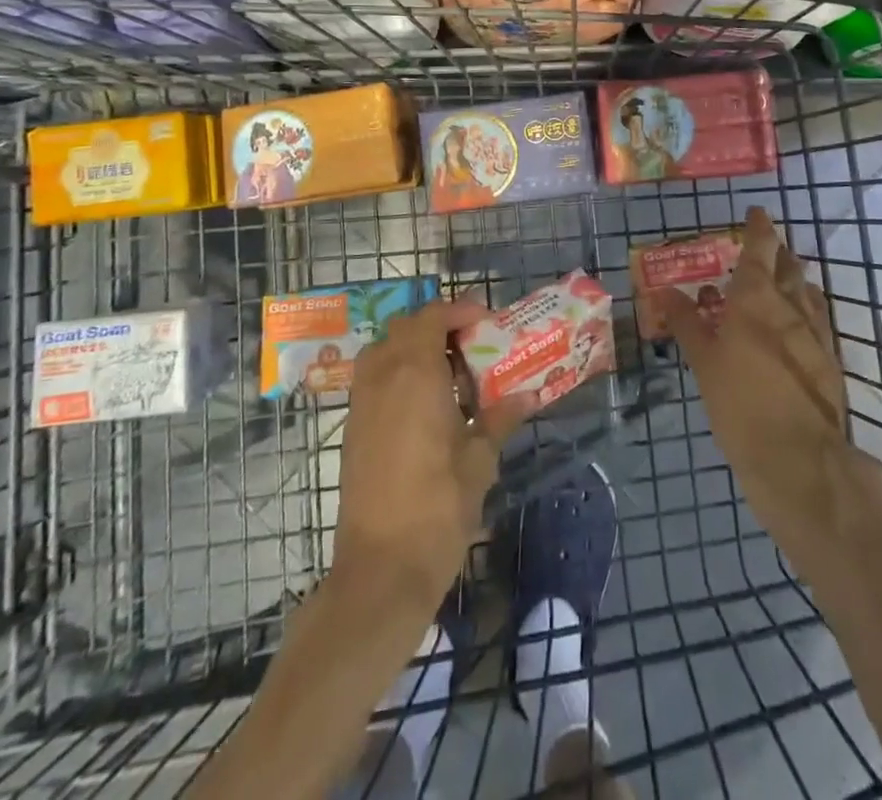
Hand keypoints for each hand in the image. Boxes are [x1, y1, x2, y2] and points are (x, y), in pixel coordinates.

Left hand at [334, 299, 535, 604]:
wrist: (380, 570)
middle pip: (404, 327)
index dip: (458, 310)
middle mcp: (382, 377)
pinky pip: (373, 379)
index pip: (431, 316)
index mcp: (415, 374)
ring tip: (448, 374)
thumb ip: (500, 418)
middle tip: (470, 346)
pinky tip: (426, 407)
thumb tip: (529, 394)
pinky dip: (397, 374)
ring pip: (383, 351)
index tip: (486, 322)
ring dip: (413, 348)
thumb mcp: (479, 460)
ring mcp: (362, 403)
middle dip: (437, 326)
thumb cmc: (438, 508)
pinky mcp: (353, 429)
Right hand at [658, 208, 860, 554]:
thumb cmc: (740, 404)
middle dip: (778, 252)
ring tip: (780, 280)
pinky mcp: (830, 359)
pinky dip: (806, 309)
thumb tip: (663, 291)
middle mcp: (790, 306)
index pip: (760, 249)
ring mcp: (816, 332)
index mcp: (756, 298)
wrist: (799, 458)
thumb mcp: (703, 363)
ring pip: (807, 291)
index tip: (757, 211)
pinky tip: (798, 322)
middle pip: (788, 266)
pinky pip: (818, 319)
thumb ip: (687, 323)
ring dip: (794, 280)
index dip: (760, 228)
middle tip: (764, 248)